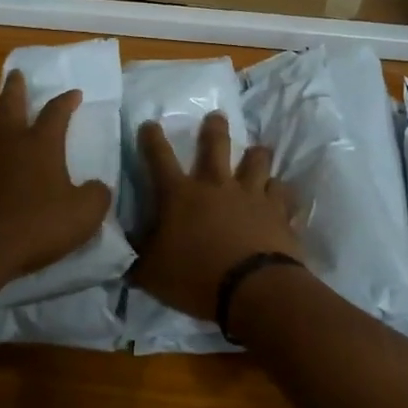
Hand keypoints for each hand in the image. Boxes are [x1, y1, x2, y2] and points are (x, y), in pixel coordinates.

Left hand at [0, 71, 112, 296]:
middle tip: (16, 74)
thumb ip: (96, 195)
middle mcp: (8, 144)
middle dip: (15, 88)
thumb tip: (97, 187)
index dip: (67, 101)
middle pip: (9, 106)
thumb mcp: (84, 214)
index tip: (75, 92)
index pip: (56, 113)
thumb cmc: (37, 226)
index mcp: (40, 145)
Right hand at [131, 111, 303, 320]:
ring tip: (258, 151)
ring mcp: (252, 195)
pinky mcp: (279, 212)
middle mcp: (217, 185)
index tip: (150, 123)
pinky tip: (282, 195)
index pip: (159, 158)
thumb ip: (138, 256)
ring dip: (256, 154)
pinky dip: (280, 192)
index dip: (152, 139)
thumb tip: (125, 245)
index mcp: (180, 195)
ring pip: (257, 161)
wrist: (253, 290)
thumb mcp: (151, 272)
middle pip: (216, 146)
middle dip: (214, 129)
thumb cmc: (195, 278)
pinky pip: (283, 193)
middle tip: (217, 116)